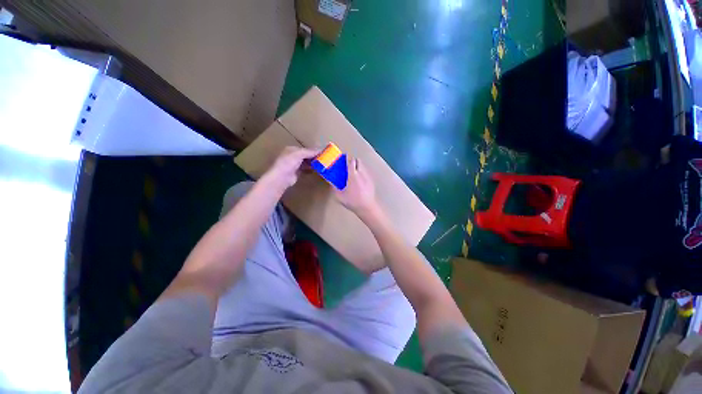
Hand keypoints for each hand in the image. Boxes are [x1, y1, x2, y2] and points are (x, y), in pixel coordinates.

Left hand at [264, 146, 318, 189]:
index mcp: (292, 149)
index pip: (305, 149)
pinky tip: (317, 170)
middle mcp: (293, 156)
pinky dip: (311, 169)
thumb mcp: (299, 154)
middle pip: (306, 155)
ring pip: (306, 162)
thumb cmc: (288, 162)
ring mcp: (294, 165)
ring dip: (313, 163)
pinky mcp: (297, 173)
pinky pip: (306, 169)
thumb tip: (321, 150)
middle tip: (324, 159)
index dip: (314, 150)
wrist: (281, 177)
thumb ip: (310, 152)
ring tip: (322, 164)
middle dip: (314, 157)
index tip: (323, 153)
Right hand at [334, 157, 377, 216]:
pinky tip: (360, 180)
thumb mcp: (339, 196)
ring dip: (358, 166)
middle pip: (358, 160)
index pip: (351, 161)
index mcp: (353, 175)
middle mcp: (361, 173)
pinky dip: (362, 172)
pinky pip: (366, 172)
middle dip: (353, 161)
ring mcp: (368, 176)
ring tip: (354, 173)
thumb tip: (329, 180)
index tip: (343, 158)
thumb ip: (334, 186)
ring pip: (363, 166)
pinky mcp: (371, 180)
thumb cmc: (352, 201)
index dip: (347, 158)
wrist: (367, 207)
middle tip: (348, 166)